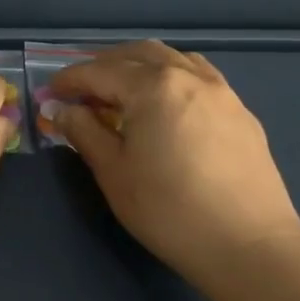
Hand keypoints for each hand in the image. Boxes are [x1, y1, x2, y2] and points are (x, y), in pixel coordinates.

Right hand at [52, 42, 299, 280]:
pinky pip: (198, 76)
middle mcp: (187, 76)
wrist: (249, 247)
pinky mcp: (240, 112)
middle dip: (104, 65)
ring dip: (140, 65)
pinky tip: (166, 104)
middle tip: (82, 90)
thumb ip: (84, 132)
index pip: (99, 71)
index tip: (50, 93)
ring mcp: (220, 91)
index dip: (69, 80)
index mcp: (153, 86)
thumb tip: (63, 110)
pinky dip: (171, 77)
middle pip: (137, 54)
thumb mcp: (113, 172)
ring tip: (123, 91)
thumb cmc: (170, 210)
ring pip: (172, 59)